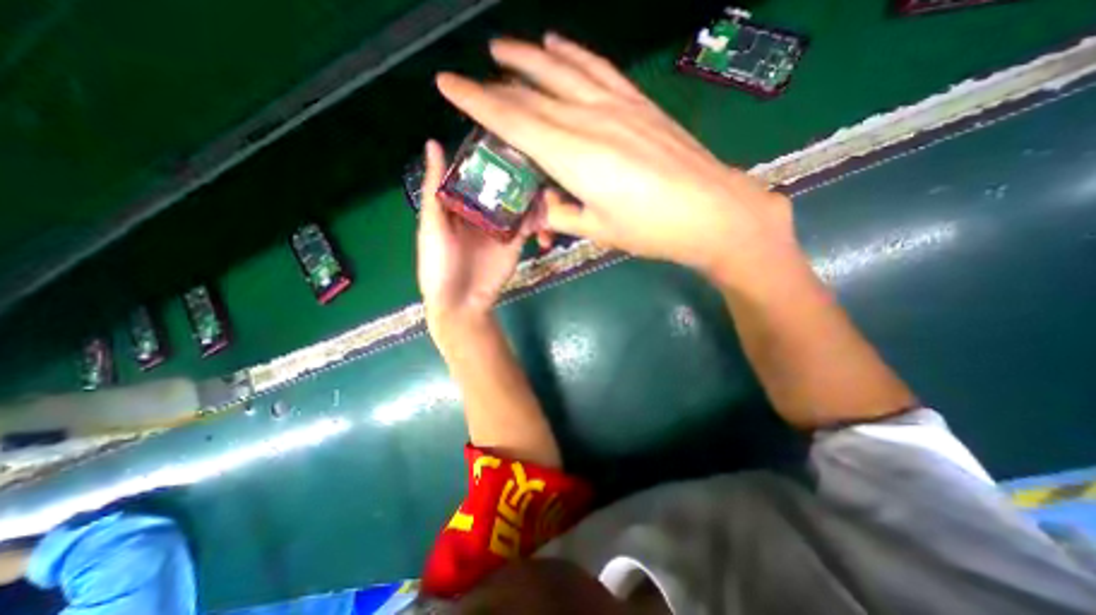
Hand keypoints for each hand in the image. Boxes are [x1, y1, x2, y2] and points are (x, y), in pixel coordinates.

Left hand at [418, 139, 532, 328]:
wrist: (461, 302)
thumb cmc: (439, 263)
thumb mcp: (432, 224)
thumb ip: (435, 187)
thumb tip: (433, 142)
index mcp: (460, 203)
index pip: (476, 172)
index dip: (488, 155)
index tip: (506, 131)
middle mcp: (482, 211)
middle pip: (501, 185)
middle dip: (516, 170)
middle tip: (535, 151)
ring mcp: (502, 226)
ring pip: (518, 201)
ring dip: (531, 190)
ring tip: (546, 175)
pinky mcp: (516, 241)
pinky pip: (529, 223)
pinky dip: (539, 214)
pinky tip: (548, 204)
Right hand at [436, 37, 797, 287]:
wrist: (710, 212)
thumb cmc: (651, 229)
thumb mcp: (598, 230)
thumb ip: (562, 214)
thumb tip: (541, 205)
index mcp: (573, 157)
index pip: (513, 121)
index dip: (477, 102)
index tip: (448, 86)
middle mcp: (589, 121)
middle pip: (532, 95)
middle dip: (496, 86)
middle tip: (472, 81)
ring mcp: (616, 106)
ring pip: (561, 70)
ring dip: (527, 57)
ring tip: (502, 49)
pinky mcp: (637, 103)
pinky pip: (597, 68)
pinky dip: (572, 53)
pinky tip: (555, 44)